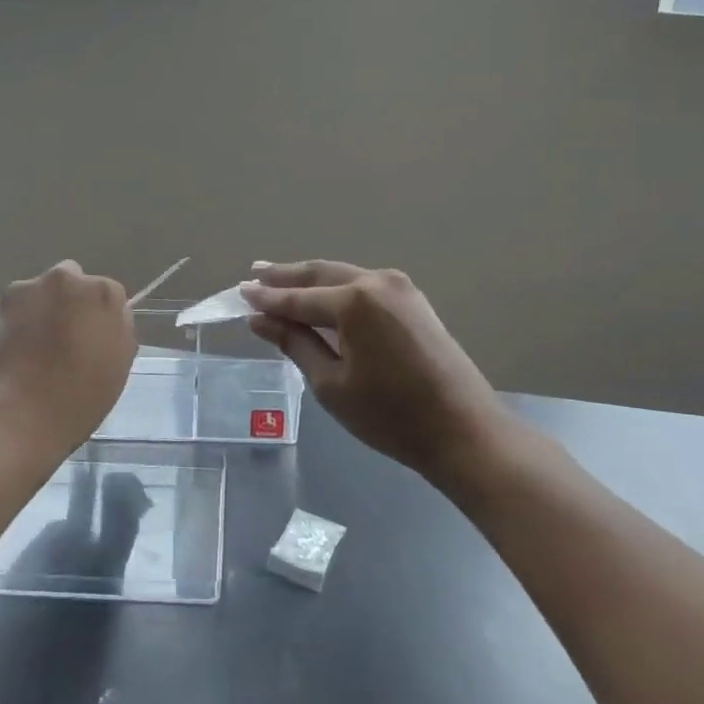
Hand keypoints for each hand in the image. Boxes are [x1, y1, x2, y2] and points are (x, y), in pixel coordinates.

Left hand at [0, 261, 135, 465]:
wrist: (13, 418)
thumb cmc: (77, 399)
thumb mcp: (118, 367)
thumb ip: (116, 331)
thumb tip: (103, 321)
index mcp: (102, 293)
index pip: (108, 294)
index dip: (100, 318)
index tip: (93, 341)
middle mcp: (64, 279)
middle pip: (71, 281)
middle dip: (69, 302)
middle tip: (64, 340)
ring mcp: (25, 290)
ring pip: (38, 292)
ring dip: (39, 309)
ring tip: (32, 349)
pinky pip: (12, 310)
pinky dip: (14, 323)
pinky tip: (11, 354)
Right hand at [243, 261, 509, 487]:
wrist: (464, 431)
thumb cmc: (391, 416)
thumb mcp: (331, 383)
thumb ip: (294, 343)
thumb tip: (259, 319)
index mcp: (354, 301)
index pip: (298, 297)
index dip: (266, 297)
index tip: (239, 292)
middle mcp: (377, 281)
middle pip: (321, 274)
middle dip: (286, 275)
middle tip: (255, 273)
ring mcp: (401, 288)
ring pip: (344, 276)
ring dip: (312, 279)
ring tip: (280, 280)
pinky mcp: (414, 301)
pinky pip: (365, 286)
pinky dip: (338, 289)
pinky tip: (323, 297)